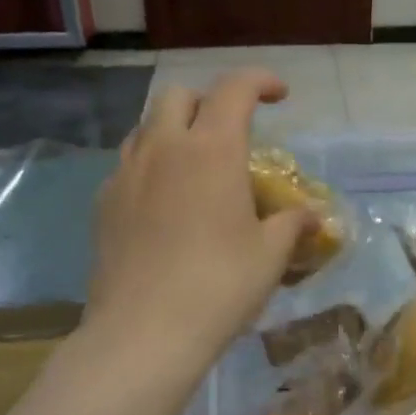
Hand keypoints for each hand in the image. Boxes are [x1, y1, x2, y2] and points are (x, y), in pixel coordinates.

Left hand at [87, 70, 311, 369]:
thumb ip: (292, 224)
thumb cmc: (219, 287)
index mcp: (211, 150)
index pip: (235, 89)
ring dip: (174, 131)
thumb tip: (311, 216)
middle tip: (231, 133)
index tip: (279, 95)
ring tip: (195, 165)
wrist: (143, 333)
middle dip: (209, 102)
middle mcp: (163, 148)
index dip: (260, 81)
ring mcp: (126, 174)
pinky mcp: (103, 204)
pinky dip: (151, 166)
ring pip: (146, 127)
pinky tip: (164, 204)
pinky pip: (128, 165)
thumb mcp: (269, 255)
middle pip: (180, 96)